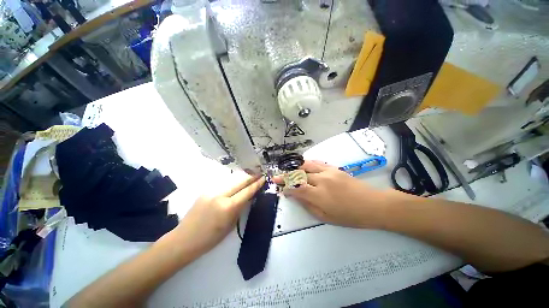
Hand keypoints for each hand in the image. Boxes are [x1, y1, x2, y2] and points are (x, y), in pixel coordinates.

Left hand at [171, 176, 264, 257]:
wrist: (184, 239)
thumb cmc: (210, 238)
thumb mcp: (230, 225)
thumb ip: (240, 209)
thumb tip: (248, 198)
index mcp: (228, 207)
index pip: (246, 192)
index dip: (256, 184)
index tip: (263, 178)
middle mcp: (220, 195)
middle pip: (240, 182)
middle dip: (251, 177)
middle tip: (259, 174)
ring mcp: (212, 192)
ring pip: (232, 182)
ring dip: (242, 180)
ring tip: (250, 178)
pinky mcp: (206, 192)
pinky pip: (223, 186)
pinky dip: (232, 185)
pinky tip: (235, 186)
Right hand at [275, 161, 386, 228]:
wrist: (372, 204)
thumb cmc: (349, 216)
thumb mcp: (326, 217)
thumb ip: (308, 205)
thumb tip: (296, 196)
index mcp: (319, 195)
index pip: (297, 188)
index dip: (286, 187)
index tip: (280, 188)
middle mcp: (321, 180)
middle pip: (299, 175)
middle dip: (286, 176)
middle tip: (277, 177)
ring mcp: (328, 171)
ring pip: (306, 165)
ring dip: (294, 167)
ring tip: (287, 170)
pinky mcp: (334, 168)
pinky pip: (317, 162)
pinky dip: (307, 163)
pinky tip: (302, 164)